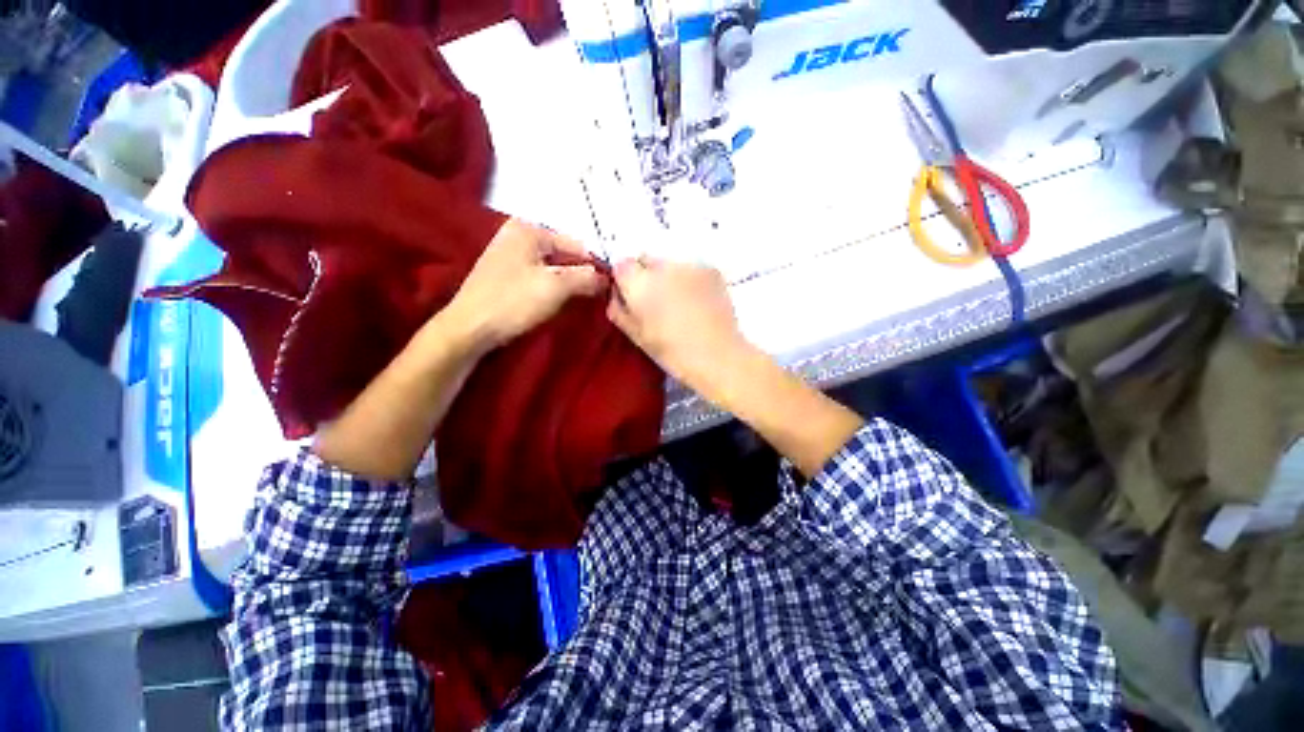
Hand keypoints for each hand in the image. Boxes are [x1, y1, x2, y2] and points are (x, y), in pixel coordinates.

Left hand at [445, 219, 604, 352]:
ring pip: (552, 266)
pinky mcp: (505, 274)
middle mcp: (517, 235)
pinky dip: (552, 287)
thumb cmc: (513, 302)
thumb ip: (586, 277)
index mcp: (529, 229)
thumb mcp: (556, 287)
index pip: (576, 244)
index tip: (610, 286)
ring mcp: (509, 254)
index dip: (595, 265)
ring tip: (581, 299)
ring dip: (568, 282)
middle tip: (597, 294)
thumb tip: (606, 278)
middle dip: (581, 274)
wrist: (470, 328)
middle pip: (563, 254)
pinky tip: (559, 301)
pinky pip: (539, 275)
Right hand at [606, 257, 748, 393]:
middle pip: (646, 260)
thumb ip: (618, 309)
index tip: (632, 299)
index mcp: (639, 283)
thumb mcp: (635, 336)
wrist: (717, 356)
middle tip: (656, 303)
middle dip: (646, 276)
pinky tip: (697, 302)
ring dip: (669, 277)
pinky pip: (691, 269)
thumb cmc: (671, 352)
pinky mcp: (711, 270)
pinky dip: (690, 280)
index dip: (624, 281)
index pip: (621, 265)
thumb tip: (616, 295)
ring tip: (680, 304)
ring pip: (670, 264)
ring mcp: (690, 265)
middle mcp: (663, 266)